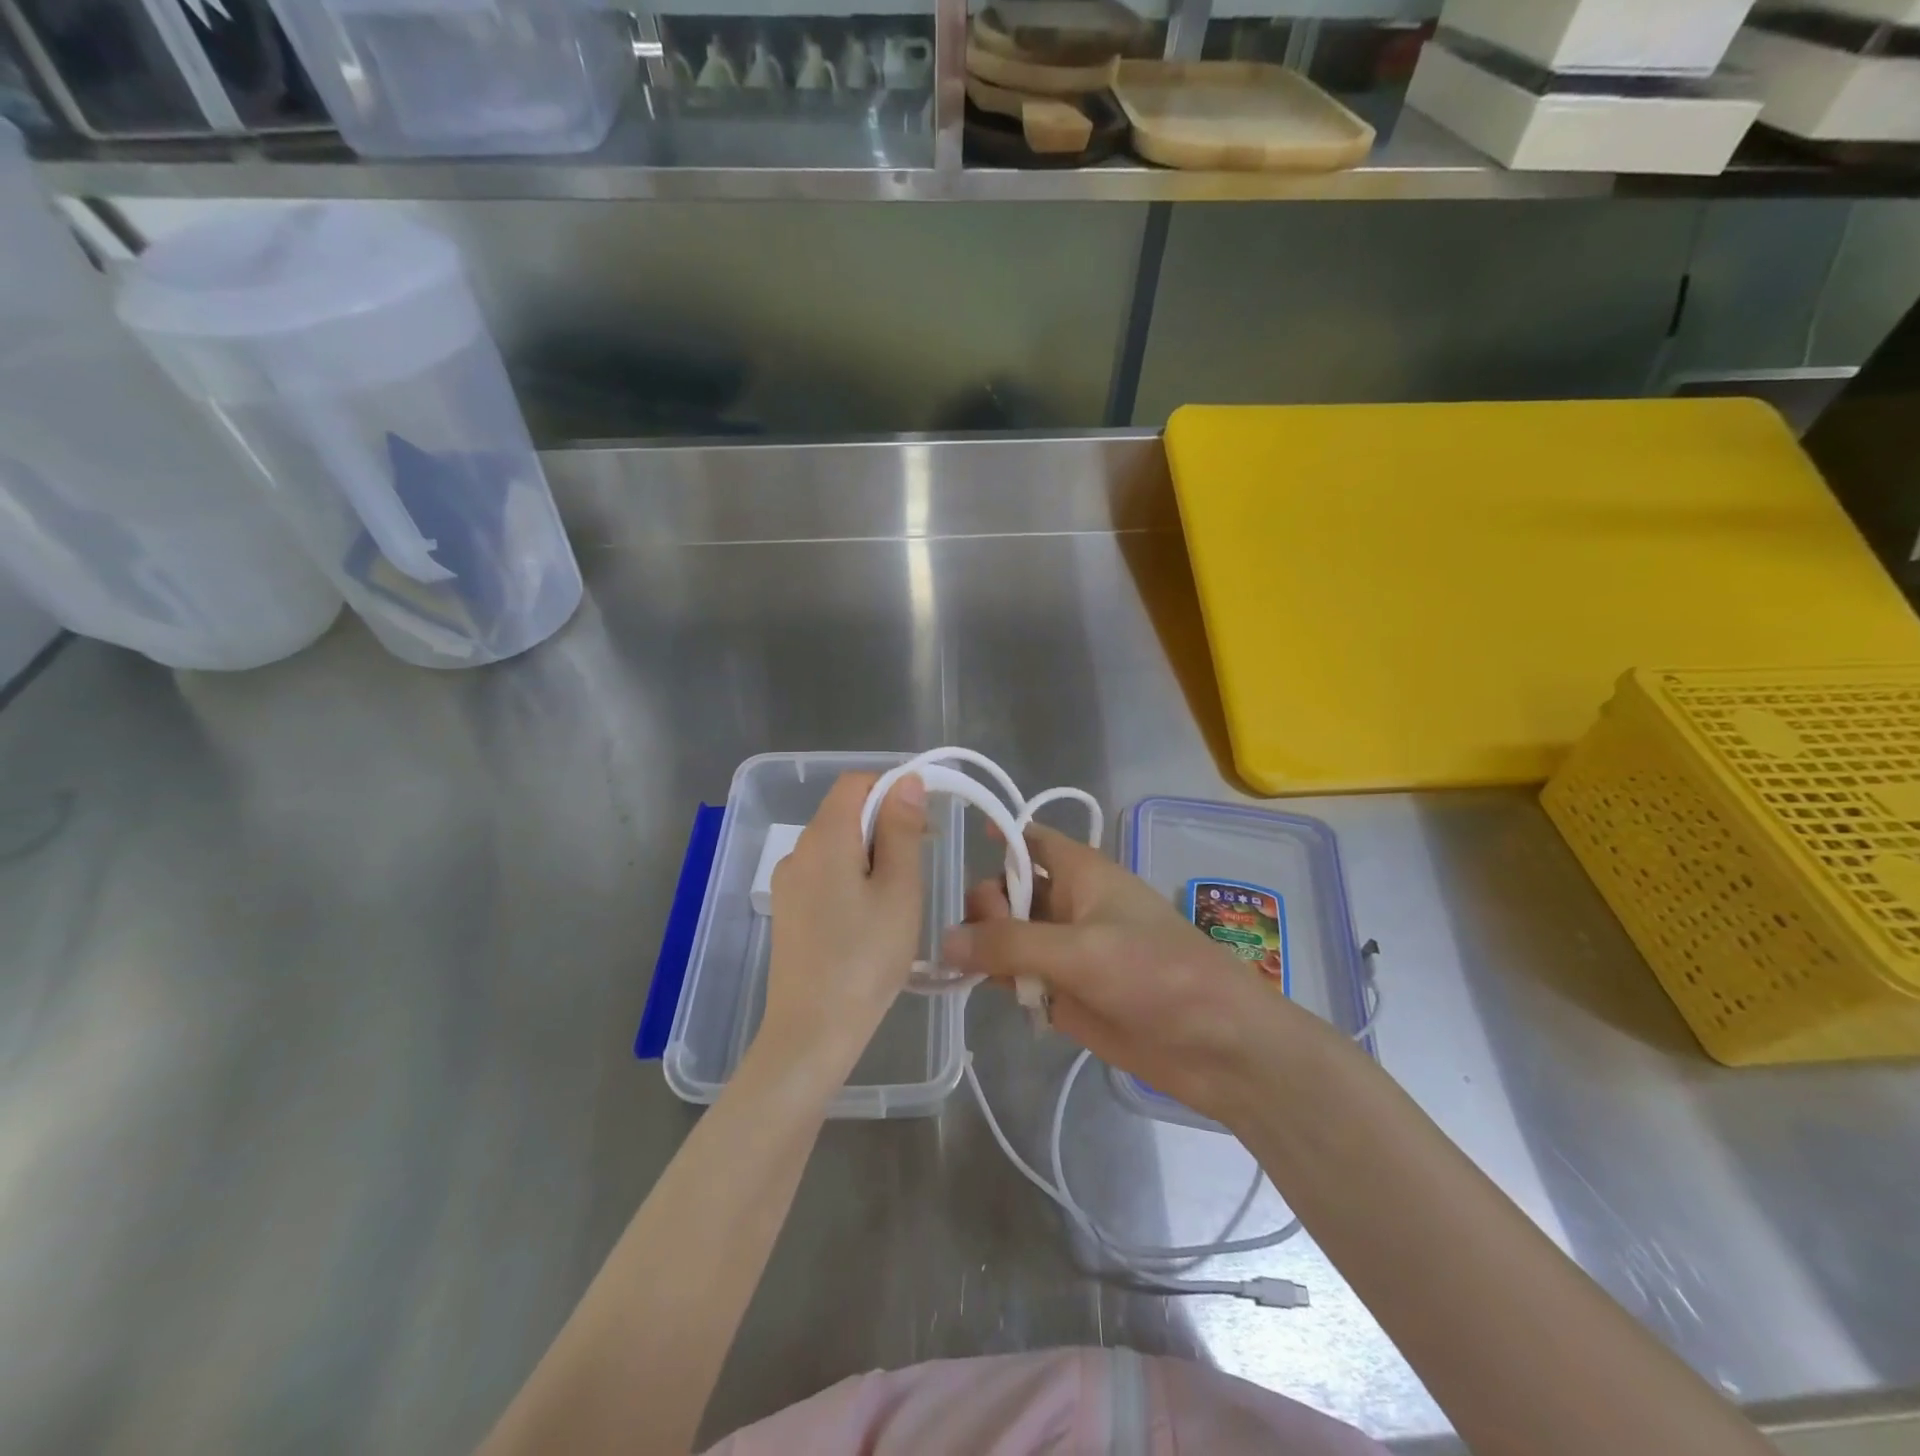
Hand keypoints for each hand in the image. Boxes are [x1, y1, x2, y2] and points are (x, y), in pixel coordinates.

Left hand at [758, 772, 926, 1083]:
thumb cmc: (866, 957)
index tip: (924, 823)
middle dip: (886, 825)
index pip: (855, 782)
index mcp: (823, 838)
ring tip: (899, 898)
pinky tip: (870, 918)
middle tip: (920, 865)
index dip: (893, 789)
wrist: (811, 1032)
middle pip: (845, 812)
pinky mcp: (788, 911)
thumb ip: (901, 830)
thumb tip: (907, 781)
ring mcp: (788, 883)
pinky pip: (824, 874)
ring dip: (872, 854)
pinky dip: (852, 878)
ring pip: (836, 846)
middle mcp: (797, 851)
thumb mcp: (898, 890)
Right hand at [942, 824, 1314, 1126]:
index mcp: (1080, 872)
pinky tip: (976, 986)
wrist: (1216, 1046)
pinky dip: (995, 977)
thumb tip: (944, 940)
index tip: (959, 847)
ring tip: (968, 967)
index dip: (995, 836)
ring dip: (983, 944)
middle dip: (986, 905)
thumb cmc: (1155, 974)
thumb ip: (1009, 943)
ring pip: (1006, 933)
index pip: (1028, 839)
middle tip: (985, 940)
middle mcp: (1067, 904)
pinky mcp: (1061, 991)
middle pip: (1007, 887)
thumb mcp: (1080, 950)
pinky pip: (1015, 973)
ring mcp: (1063, 949)